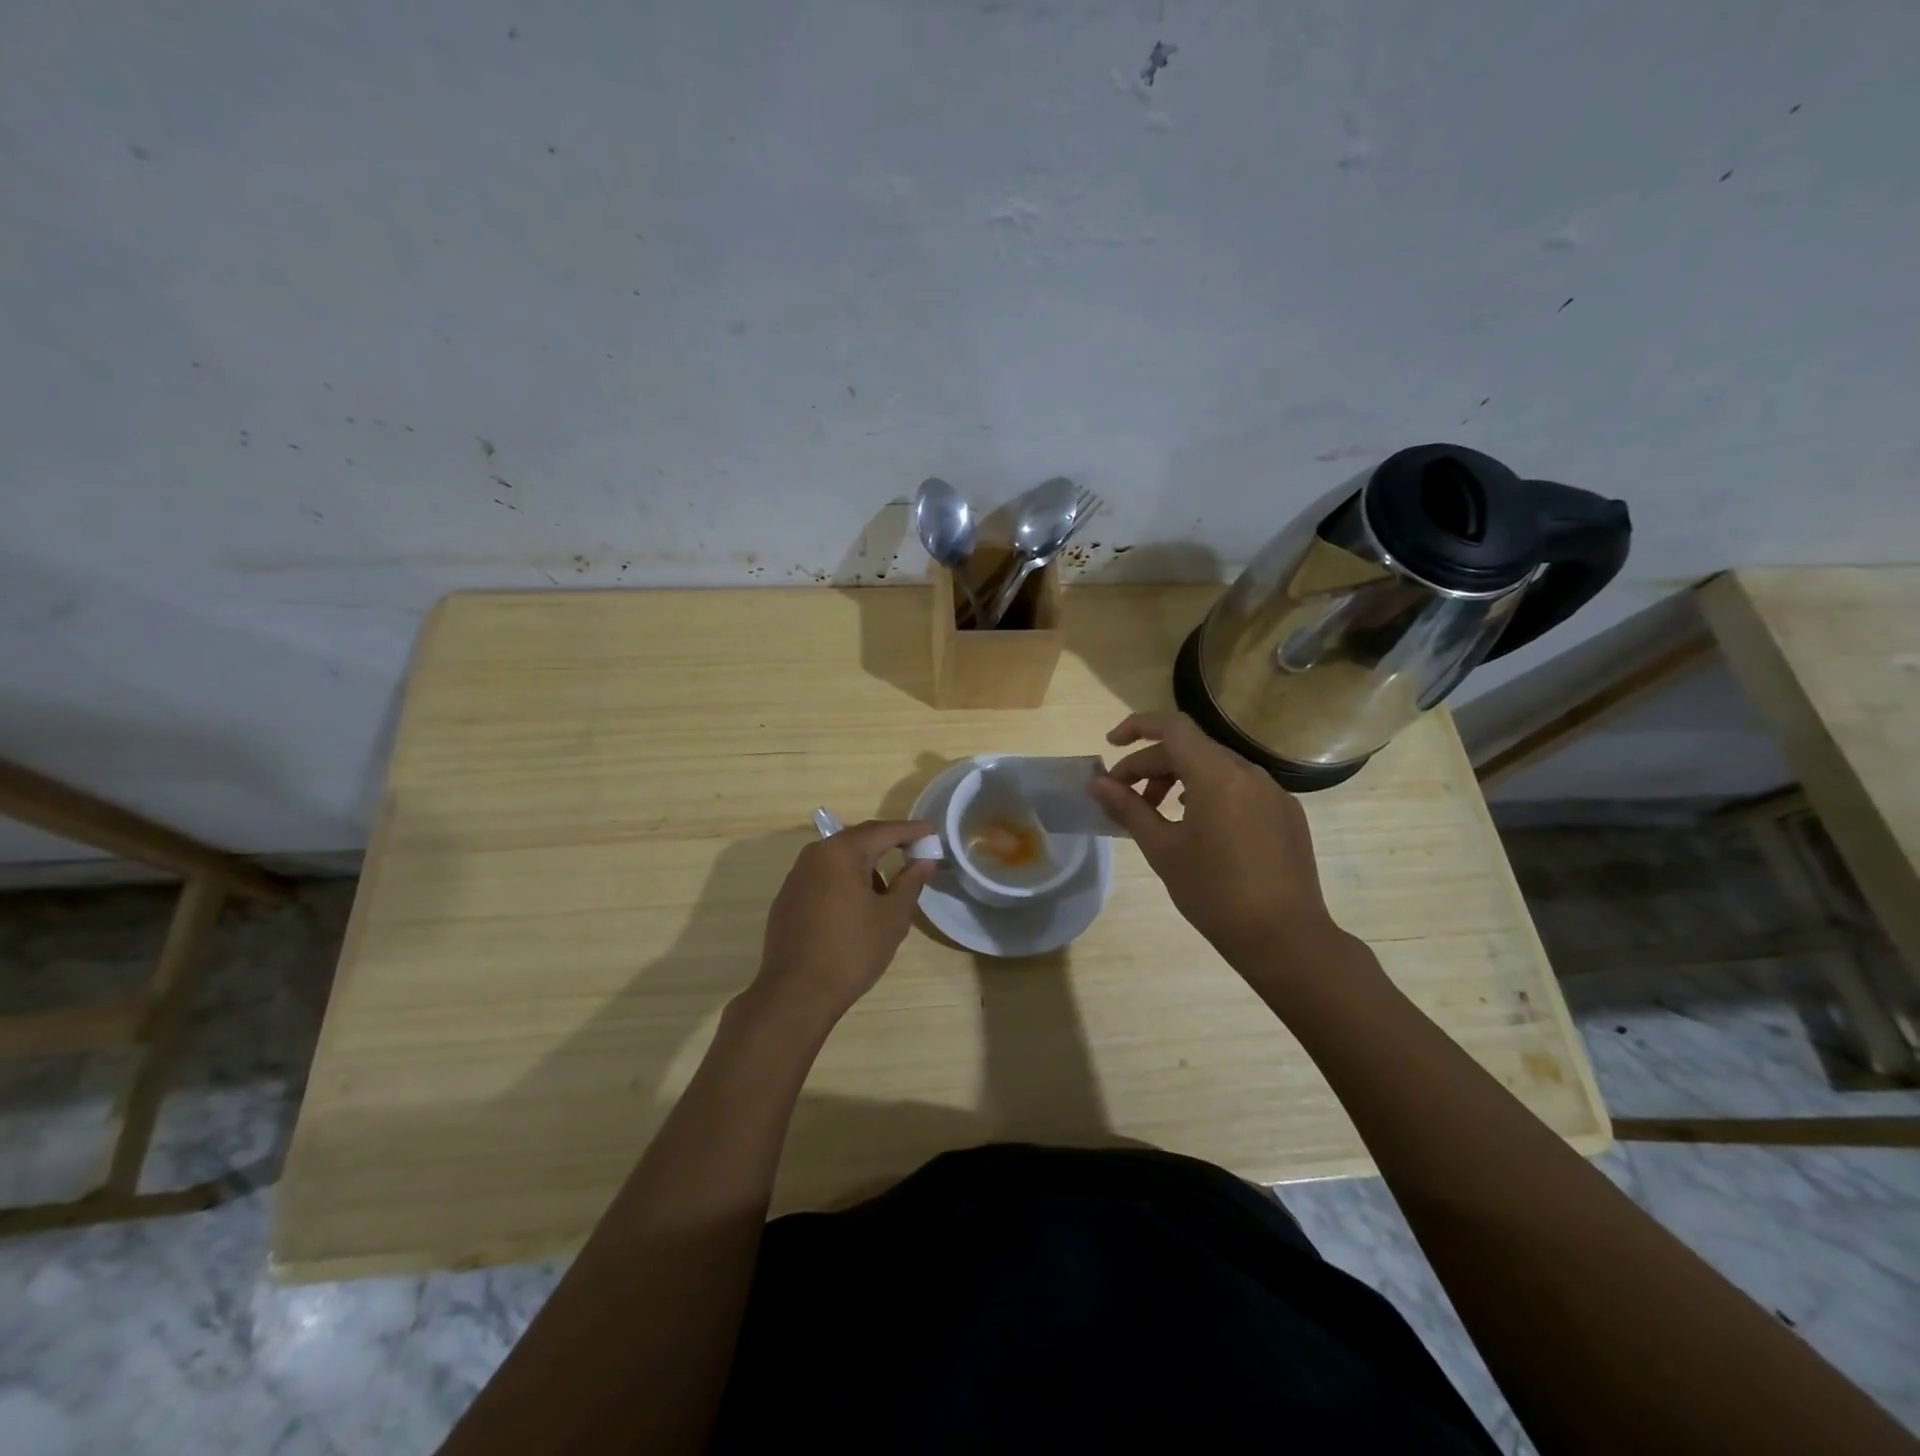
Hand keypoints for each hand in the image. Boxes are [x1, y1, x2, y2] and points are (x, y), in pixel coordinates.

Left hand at [746, 819, 935, 1030]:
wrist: (796, 993)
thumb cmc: (852, 951)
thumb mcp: (892, 917)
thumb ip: (910, 882)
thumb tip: (924, 862)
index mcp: (842, 852)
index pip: (884, 831)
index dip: (911, 830)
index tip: (931, 831)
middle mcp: (815, 854)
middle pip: (858, 839)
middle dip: (888, 843)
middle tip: (914, 850)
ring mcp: (797, 876)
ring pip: (838, 858)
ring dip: (865, 865)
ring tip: (886, 890)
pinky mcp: (788, 898)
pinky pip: (823, 876)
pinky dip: (844, 880)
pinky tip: (856, 907)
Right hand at [1088, 712, 1348, 980]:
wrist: (1285, 938)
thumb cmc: (1214, 893)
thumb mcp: (1162, 849)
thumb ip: (1128, 808)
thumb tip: (1097, 783)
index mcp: (1217, 775)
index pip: (1172, 727)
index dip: (1137, 726)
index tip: (1111, 745)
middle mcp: (1248, 773)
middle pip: (1191, 749)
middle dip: (1151, 765)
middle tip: (1123, 796)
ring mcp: (1273, 792)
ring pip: (1216, 767)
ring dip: (1179, 779)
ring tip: (1157, 813)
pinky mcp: (1286, 813)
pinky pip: (1240, 787)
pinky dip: (1209, 792)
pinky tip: (1199, 826)